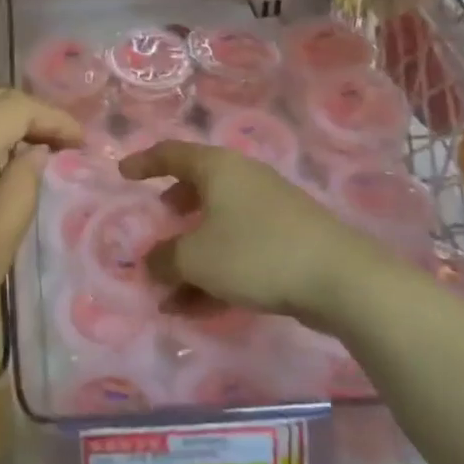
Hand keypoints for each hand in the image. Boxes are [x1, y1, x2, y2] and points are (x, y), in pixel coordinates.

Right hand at [120, 141, 359, 319]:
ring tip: (168, 294)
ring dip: (190, 258)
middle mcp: (242, 180)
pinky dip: (215, 274)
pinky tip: (198, 310)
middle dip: (173, 210)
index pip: (171, 154)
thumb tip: (151, 263)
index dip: (143, 162)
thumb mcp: (196, 258)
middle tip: (158, 225)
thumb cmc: (256, 252)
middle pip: (198, 188)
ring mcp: (268, 211)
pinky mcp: (287, 242)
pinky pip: (238, 252)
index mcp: (218, 168)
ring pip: (217, 227)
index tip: (123, 174)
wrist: (340, 280)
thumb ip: (164, 259)